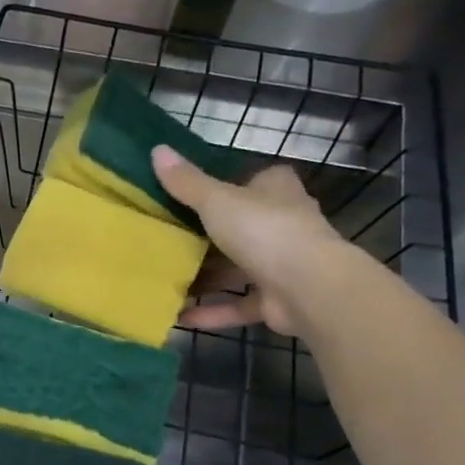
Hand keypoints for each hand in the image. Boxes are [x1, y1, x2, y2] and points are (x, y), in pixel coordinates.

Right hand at [152, 144, 351, 335]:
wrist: (307, 287)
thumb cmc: (263, 230)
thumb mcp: (216, 200)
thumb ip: (186, 182)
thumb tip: (157, 149)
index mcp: (276, 192)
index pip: (255, 181)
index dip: (229, 184)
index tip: (193, 195)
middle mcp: (283, 224)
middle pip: (242, 226)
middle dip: (209, 235)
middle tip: (169, 239)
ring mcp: (282, 265)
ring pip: (238, 268)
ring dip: (207, 277)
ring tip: (167, 279)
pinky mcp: (276, 300)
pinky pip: (237, 304)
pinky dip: (212, 310)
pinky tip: (179, 315)